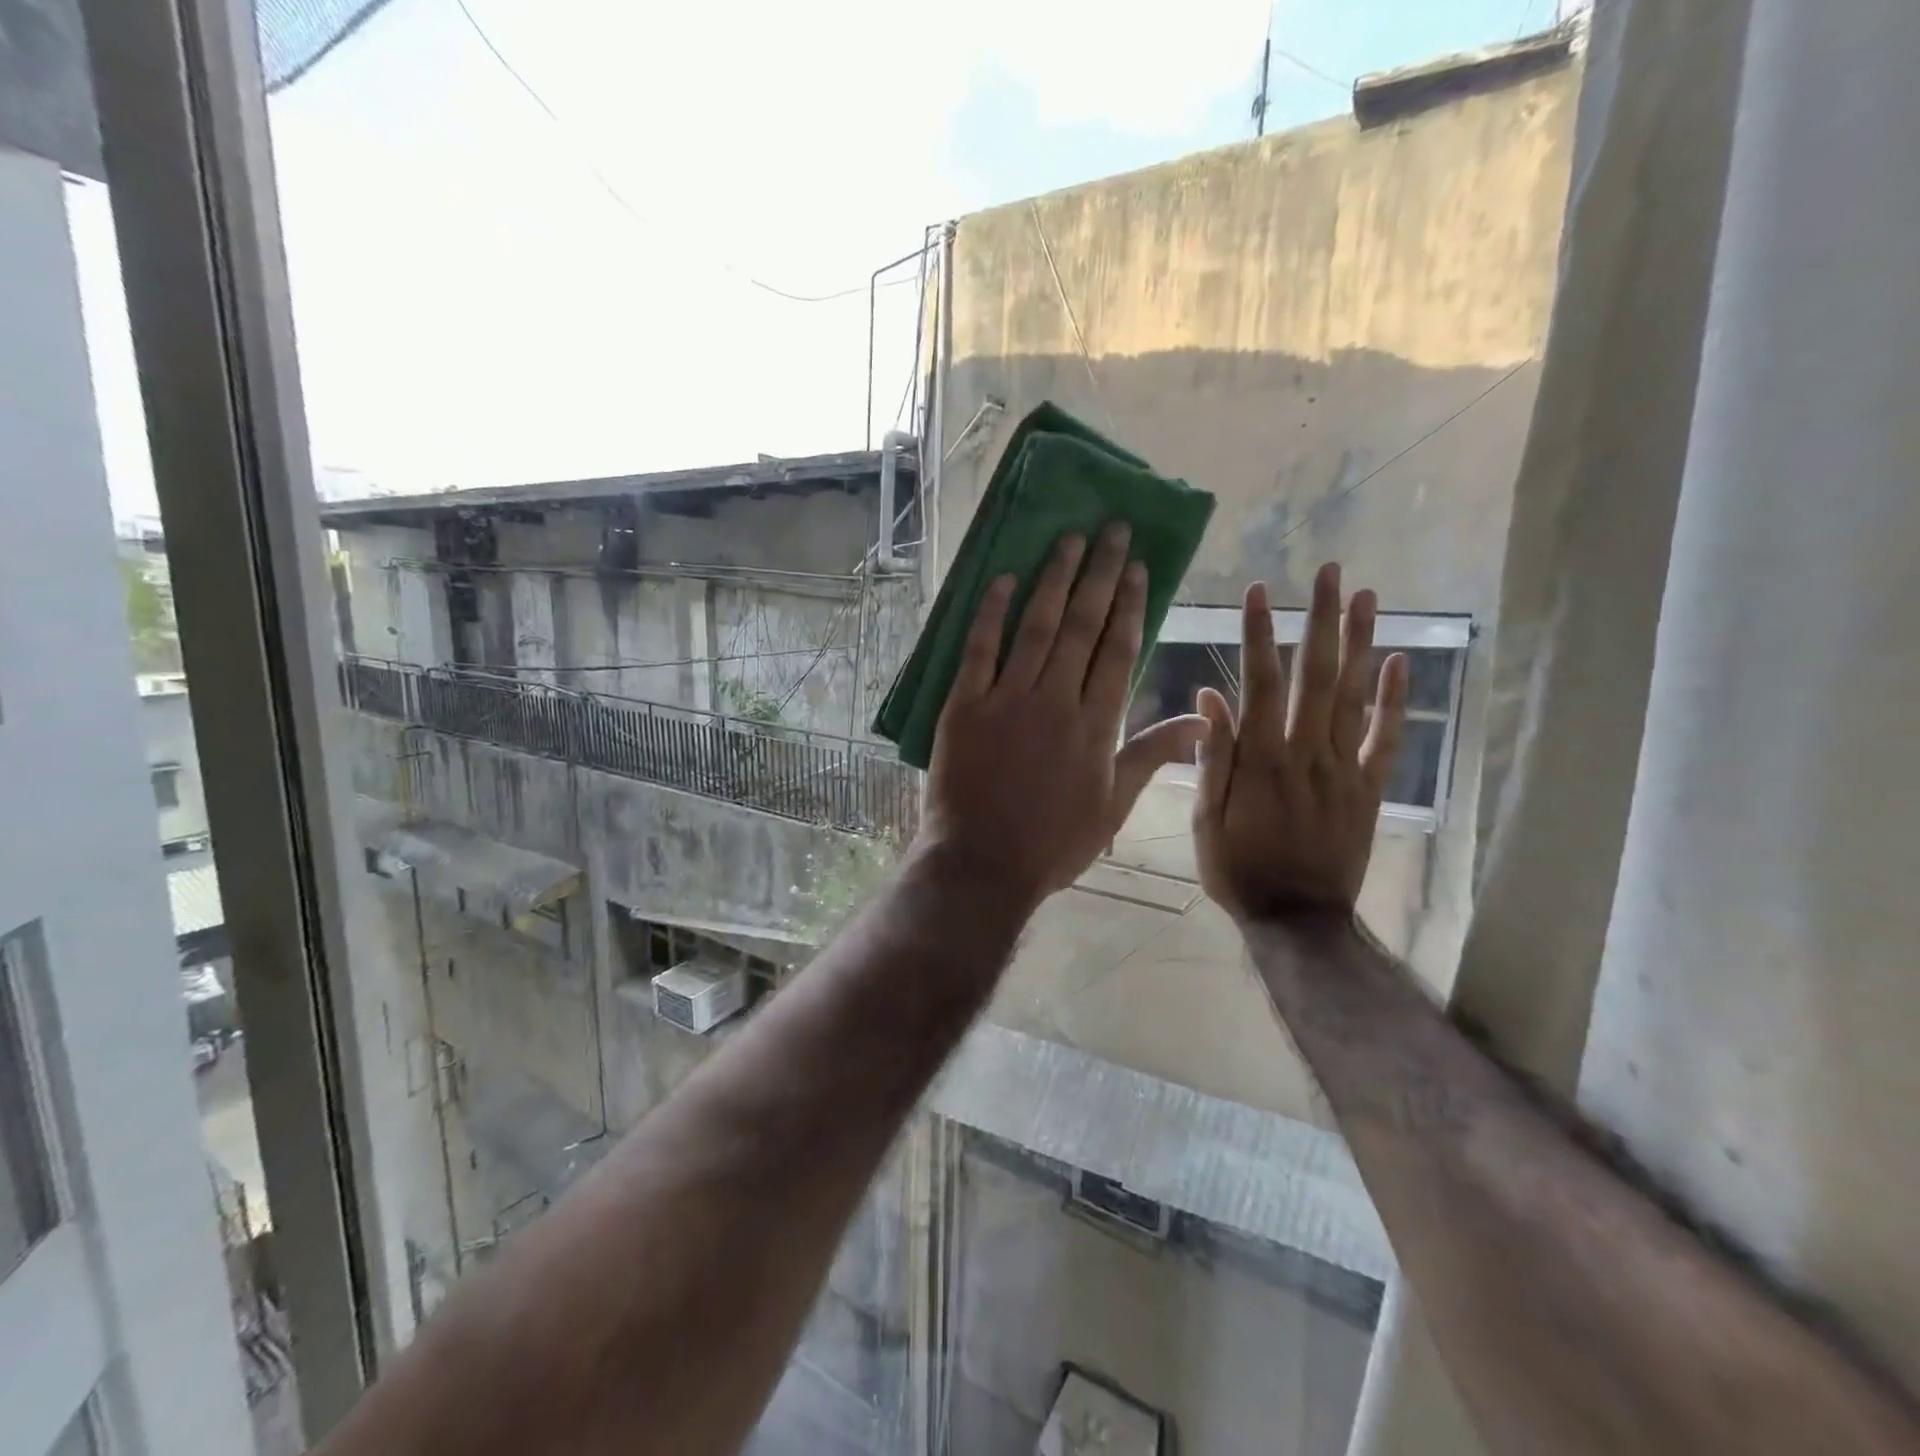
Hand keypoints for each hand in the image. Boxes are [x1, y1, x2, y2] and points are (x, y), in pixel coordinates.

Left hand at [922, 523, 1207, 911]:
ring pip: (1036, 626)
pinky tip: (1003, 578)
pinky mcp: (963, 705)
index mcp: (1096, 724)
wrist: (983, 864)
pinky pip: (978, 649)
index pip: (1119, 649)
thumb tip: (1201, 719)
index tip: (1139, 567)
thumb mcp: (1113, 806)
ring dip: (1054, 579)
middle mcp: (1055, 699)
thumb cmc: (1053, 843)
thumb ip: (1152, 754)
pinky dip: (991, 612)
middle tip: (1111, 530)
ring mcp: (1006, 699)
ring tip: (1069, 540)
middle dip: (1100, 574)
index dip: (1131, 604)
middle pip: (1083, 625)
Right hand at [1193, 563, 1407, 924]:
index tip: (1258, 591)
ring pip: (1355, 697)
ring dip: (1361, 644)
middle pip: (1316, 675)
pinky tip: (1399, 663)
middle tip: (1330, 572)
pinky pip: (1386, 740)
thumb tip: (1208, 698)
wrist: (1297, 919)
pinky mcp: (1369, 789)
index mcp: (1260, 759)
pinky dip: (1396, 701)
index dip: (1258, 634)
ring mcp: (1343, 769)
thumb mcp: (1205, 819)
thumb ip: (1211, 757)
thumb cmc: (1238, 869)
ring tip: (1368, 597)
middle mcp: (1305, 753)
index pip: (1259, 683)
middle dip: (1322, 620)